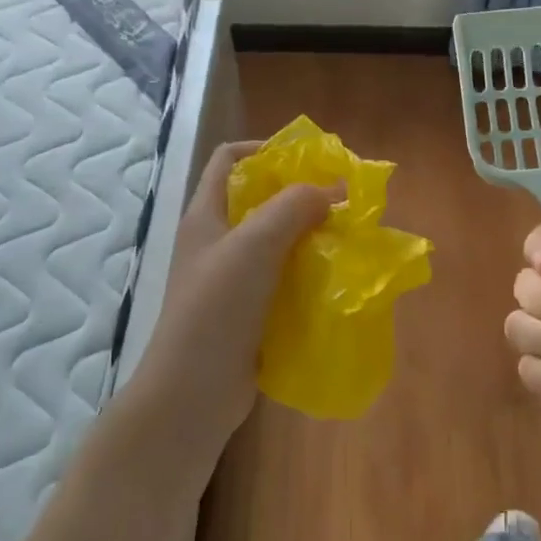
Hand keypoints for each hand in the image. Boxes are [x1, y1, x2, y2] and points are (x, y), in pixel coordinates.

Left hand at [135, 141, 338, 454]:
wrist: (193, 391)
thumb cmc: (217, 308)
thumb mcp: (254, 244)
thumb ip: (292, 207)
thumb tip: (332, 190)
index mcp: (206, 215)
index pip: (228, 159)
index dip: (264, 149)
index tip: (308, 160)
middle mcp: (216, 242)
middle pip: (258, 200)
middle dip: (299, 196)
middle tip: (341, 201)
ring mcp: (231, 280)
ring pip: (275, 242)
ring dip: (309, 236)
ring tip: (347, 238)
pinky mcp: (248, 312)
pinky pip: (283, 279)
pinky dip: (308, 273)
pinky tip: (335, 279)